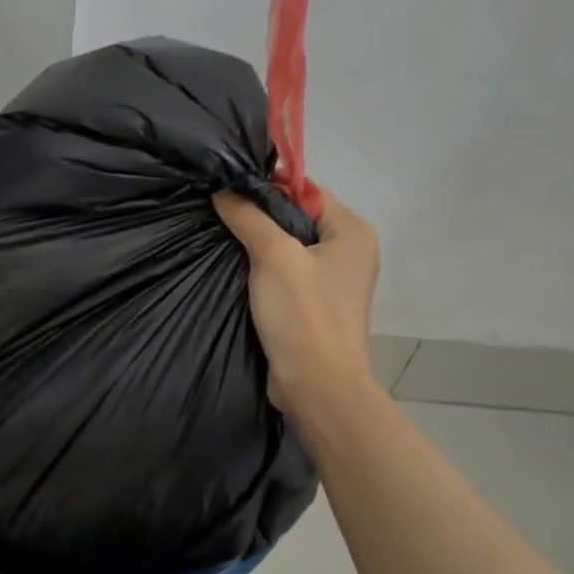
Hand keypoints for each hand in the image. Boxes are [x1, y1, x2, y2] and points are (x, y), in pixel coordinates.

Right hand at [214, 186, 378, 420]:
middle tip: (220, 214)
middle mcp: (350, 252)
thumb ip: (249, 217)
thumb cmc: (303, 315)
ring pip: (290, 249)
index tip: (229, 190)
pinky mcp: (317, 307)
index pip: (308, 191)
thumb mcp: (273, 257)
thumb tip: (223, 190)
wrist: (316, 387)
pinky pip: (288, 276)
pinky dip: (264, 272)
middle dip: (260, 216)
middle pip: (298, 219)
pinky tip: (237, 271)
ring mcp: (334, 282)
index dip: (269, 187)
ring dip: (259, 245)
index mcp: (352, 232)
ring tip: (222, 239)